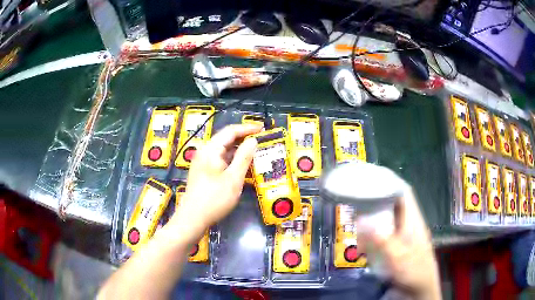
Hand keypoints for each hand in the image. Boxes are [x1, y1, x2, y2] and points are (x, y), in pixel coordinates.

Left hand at [166, 124, 260, 242]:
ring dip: (239, 151)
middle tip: (261, 142)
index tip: (263, 129)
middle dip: (244, 139)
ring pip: (223, 151)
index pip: (231, 131)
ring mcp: (202, 162)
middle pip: (226, 139)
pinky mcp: (203, 171)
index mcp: (211, 149)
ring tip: (255, 153)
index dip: (247, 128)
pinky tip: (242, 167)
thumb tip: (253, 140)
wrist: (193, 218)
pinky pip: (220, 160)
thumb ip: (244, 157)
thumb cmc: (214, 199)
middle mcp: (205, 152)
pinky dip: (232, 161)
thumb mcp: (233, 179)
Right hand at [356, 188, 440, 299]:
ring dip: (371, 224)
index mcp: (412, 220)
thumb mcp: (399, 258)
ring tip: (357, 231)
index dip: (390, 182)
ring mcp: (402, 236)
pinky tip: (363, 248)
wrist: (420, 289)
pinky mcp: (396, 247)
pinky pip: (382, 236)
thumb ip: (384, 240)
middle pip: (392, 205)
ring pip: (385, 221)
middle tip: (356, 206)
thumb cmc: (414, 271)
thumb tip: (364, 221)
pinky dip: (371, 238)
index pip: (404, 193)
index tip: (371, 178)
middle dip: (375, 203)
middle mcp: (407, 224)